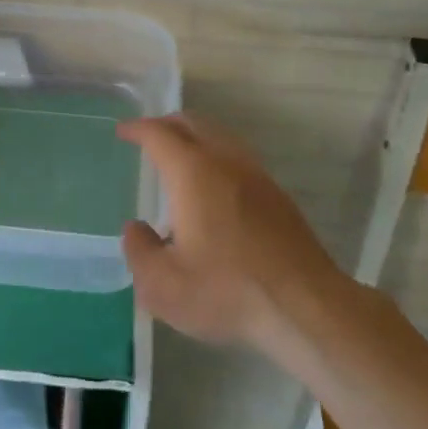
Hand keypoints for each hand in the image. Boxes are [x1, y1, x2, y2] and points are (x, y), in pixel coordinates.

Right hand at [119, 114, 341, 354]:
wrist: (304, 305)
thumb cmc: (227, 291)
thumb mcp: (164, 285)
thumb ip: (139, 252)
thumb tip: (135, 228)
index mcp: (192, 172)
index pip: (159, 135)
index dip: (138, 129)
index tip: (123, 131)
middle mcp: (224, 161)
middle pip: (192, 124)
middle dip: (166, 124)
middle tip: (148, 136)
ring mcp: (255, 174)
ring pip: (219, 136)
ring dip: (194, 136)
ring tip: (178, 156)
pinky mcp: (276, 194)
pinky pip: (237, 156)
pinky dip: (216, 155)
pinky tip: (213, 185)